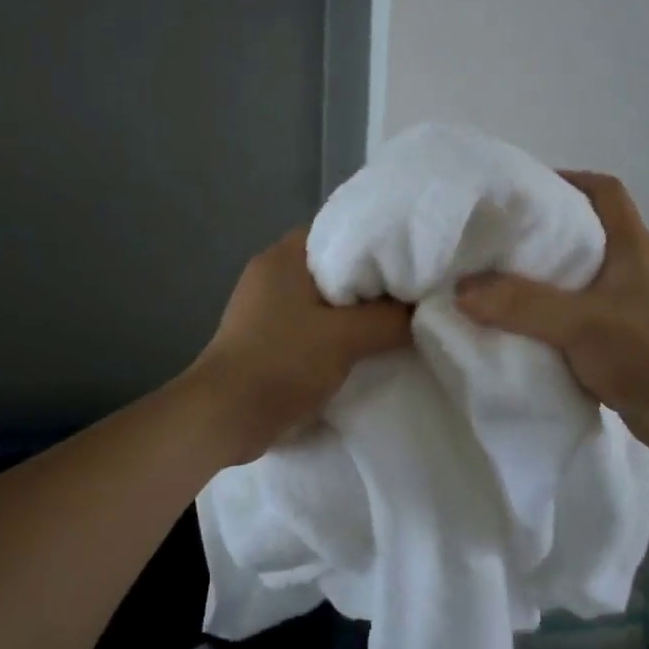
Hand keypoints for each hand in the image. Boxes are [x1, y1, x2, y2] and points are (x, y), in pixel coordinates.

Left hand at [190, 228, 412, 464]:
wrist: (224, 417)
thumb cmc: (282, 363)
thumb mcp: (347, 338)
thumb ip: (390, 319)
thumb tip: (424, 309)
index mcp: (285, 255)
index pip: (342, 231)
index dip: (381, 243)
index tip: (415, 261)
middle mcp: (272, 272)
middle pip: (336, 267)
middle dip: (373, 283)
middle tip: (414, 295)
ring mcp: (265, 306)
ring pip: (325, 299)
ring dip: (356, 312)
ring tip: (397, 322)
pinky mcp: (266, 336)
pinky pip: (312, 324)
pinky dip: (337, 332)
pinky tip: (365, 348)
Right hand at [455, 171, 648, 454]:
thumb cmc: (641, 352)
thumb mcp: (576, 323)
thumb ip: (520, 304)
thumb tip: (462, 289)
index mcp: (633, 247)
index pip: (606, 191)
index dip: (569, 180)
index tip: (526, 191)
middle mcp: (636, 267)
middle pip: (589, 231)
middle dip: (546, 231)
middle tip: (501, 239)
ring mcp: (633, 303)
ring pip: (583, 274)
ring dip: (548, 276)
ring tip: (503, 280)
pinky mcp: (625, 335)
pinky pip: (582, 310)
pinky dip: (555, 312)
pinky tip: (526, 325)